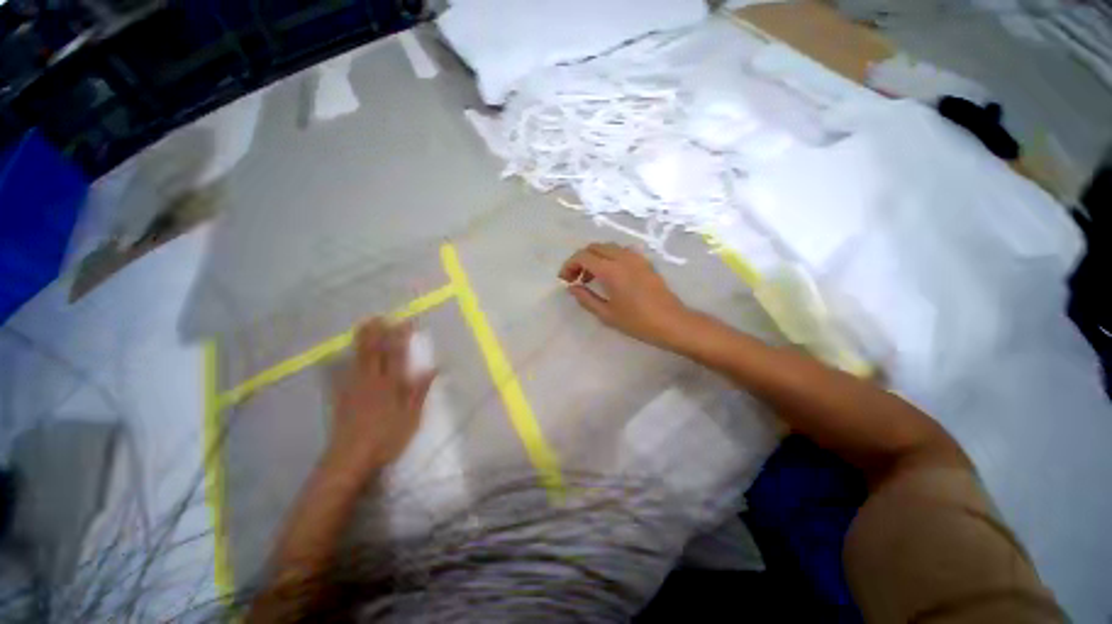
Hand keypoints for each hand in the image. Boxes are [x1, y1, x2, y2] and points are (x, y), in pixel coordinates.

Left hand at [324, 318, 434, 478]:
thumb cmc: (387, 438)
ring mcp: (353, 388)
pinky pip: (340, 373)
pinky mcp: (341, 397)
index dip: (400, 337)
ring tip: (363, 325)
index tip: (405, 322)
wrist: (351, 458)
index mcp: (390, 384)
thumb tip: (432, 368)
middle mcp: (371, 381)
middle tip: (380, 317)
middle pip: (374, 351)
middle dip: (377, 333)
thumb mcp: (411, 416)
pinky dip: (341, 361)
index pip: (397, 354)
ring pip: (357, 358)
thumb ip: (419, 390)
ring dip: (361, 340)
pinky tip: (338, 356)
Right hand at [558, 243, 694, 349]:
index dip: (569, 265)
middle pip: (594, 247)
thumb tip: (571, 287)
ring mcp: (636, 257)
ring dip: (594, 258)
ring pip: (607, 247)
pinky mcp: (644, 262)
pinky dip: (608, 258)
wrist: (673, 322)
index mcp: (611, 270)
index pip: (583, 256)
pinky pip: (620, 252)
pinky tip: (609, 276)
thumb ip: (586, 298)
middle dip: (580, 260)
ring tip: (590, 279)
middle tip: (575, 278)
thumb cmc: (638, 322)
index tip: (564, 279)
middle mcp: (623, 257)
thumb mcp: (607, 314)